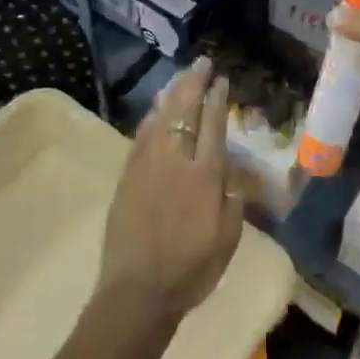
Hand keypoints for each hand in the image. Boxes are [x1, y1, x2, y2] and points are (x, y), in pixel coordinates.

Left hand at [98, 58, 243, 324]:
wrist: (137, 295)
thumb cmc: (191, 270)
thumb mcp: (228, 237)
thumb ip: (233, 197)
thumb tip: (231, 167)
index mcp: (204, 176)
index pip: (212, 125)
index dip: (217, 98)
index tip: (221, 79)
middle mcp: (175, 162)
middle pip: (183, 111)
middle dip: (193, 83)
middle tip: (201, 63)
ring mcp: (147, 167)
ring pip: (159, 118)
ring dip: (170, 94)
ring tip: (179, 77)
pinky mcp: (127, 178)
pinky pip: (140, 137)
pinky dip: (149, 118)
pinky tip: (153, 110)